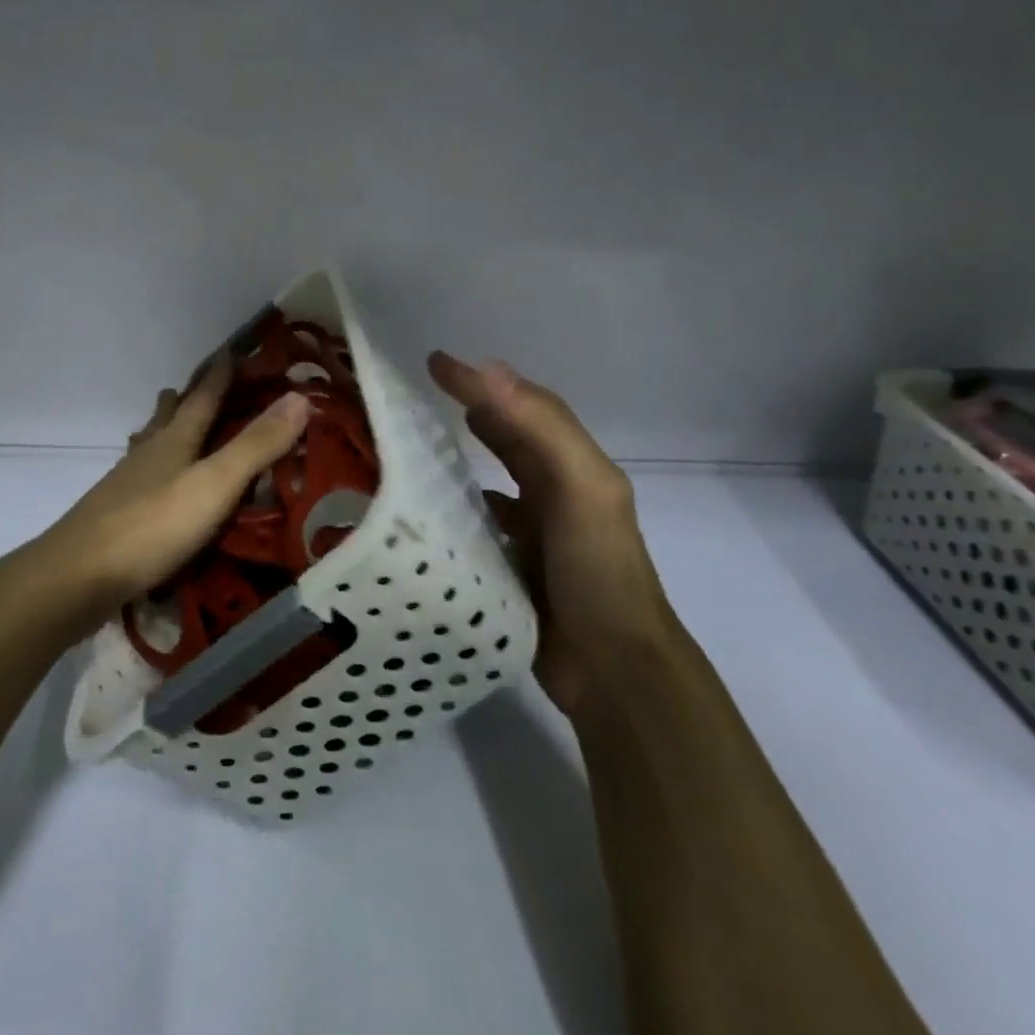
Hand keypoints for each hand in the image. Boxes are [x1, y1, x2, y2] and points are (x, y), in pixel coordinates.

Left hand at [24, 354, 310, 635]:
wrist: (77, 576)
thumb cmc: (152, 526)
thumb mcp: (215, 484)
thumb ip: (256, 445)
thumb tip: (299, 396)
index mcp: (174, 441)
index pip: (202, 398)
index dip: (219, 375)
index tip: (230, 351)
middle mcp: (148, 455)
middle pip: (167, 417)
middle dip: (183, 399)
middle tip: (190, 385)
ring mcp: (126, 485)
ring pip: (148, 446)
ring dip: (162, 431)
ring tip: (166, 424)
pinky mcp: (115, 516)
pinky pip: (140, 479)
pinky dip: (152, 470)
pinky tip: (151, 486)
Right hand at [427, 351, 672, 715]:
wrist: (612, 670)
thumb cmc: (598, 571)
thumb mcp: (581, 490)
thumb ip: (541, 430)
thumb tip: (489, 370)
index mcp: (576, 470)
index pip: (526, 408)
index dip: (485, 382)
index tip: (435, 364)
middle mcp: (557, 494)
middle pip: (513, 440)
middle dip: (479, 411)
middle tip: (428, 395)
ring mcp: (537, 534)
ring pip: (495, 481)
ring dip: (466, 458)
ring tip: (422, 445)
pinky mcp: (514, 568)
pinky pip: (481, 525)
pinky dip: (461, 509)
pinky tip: (435, 511)